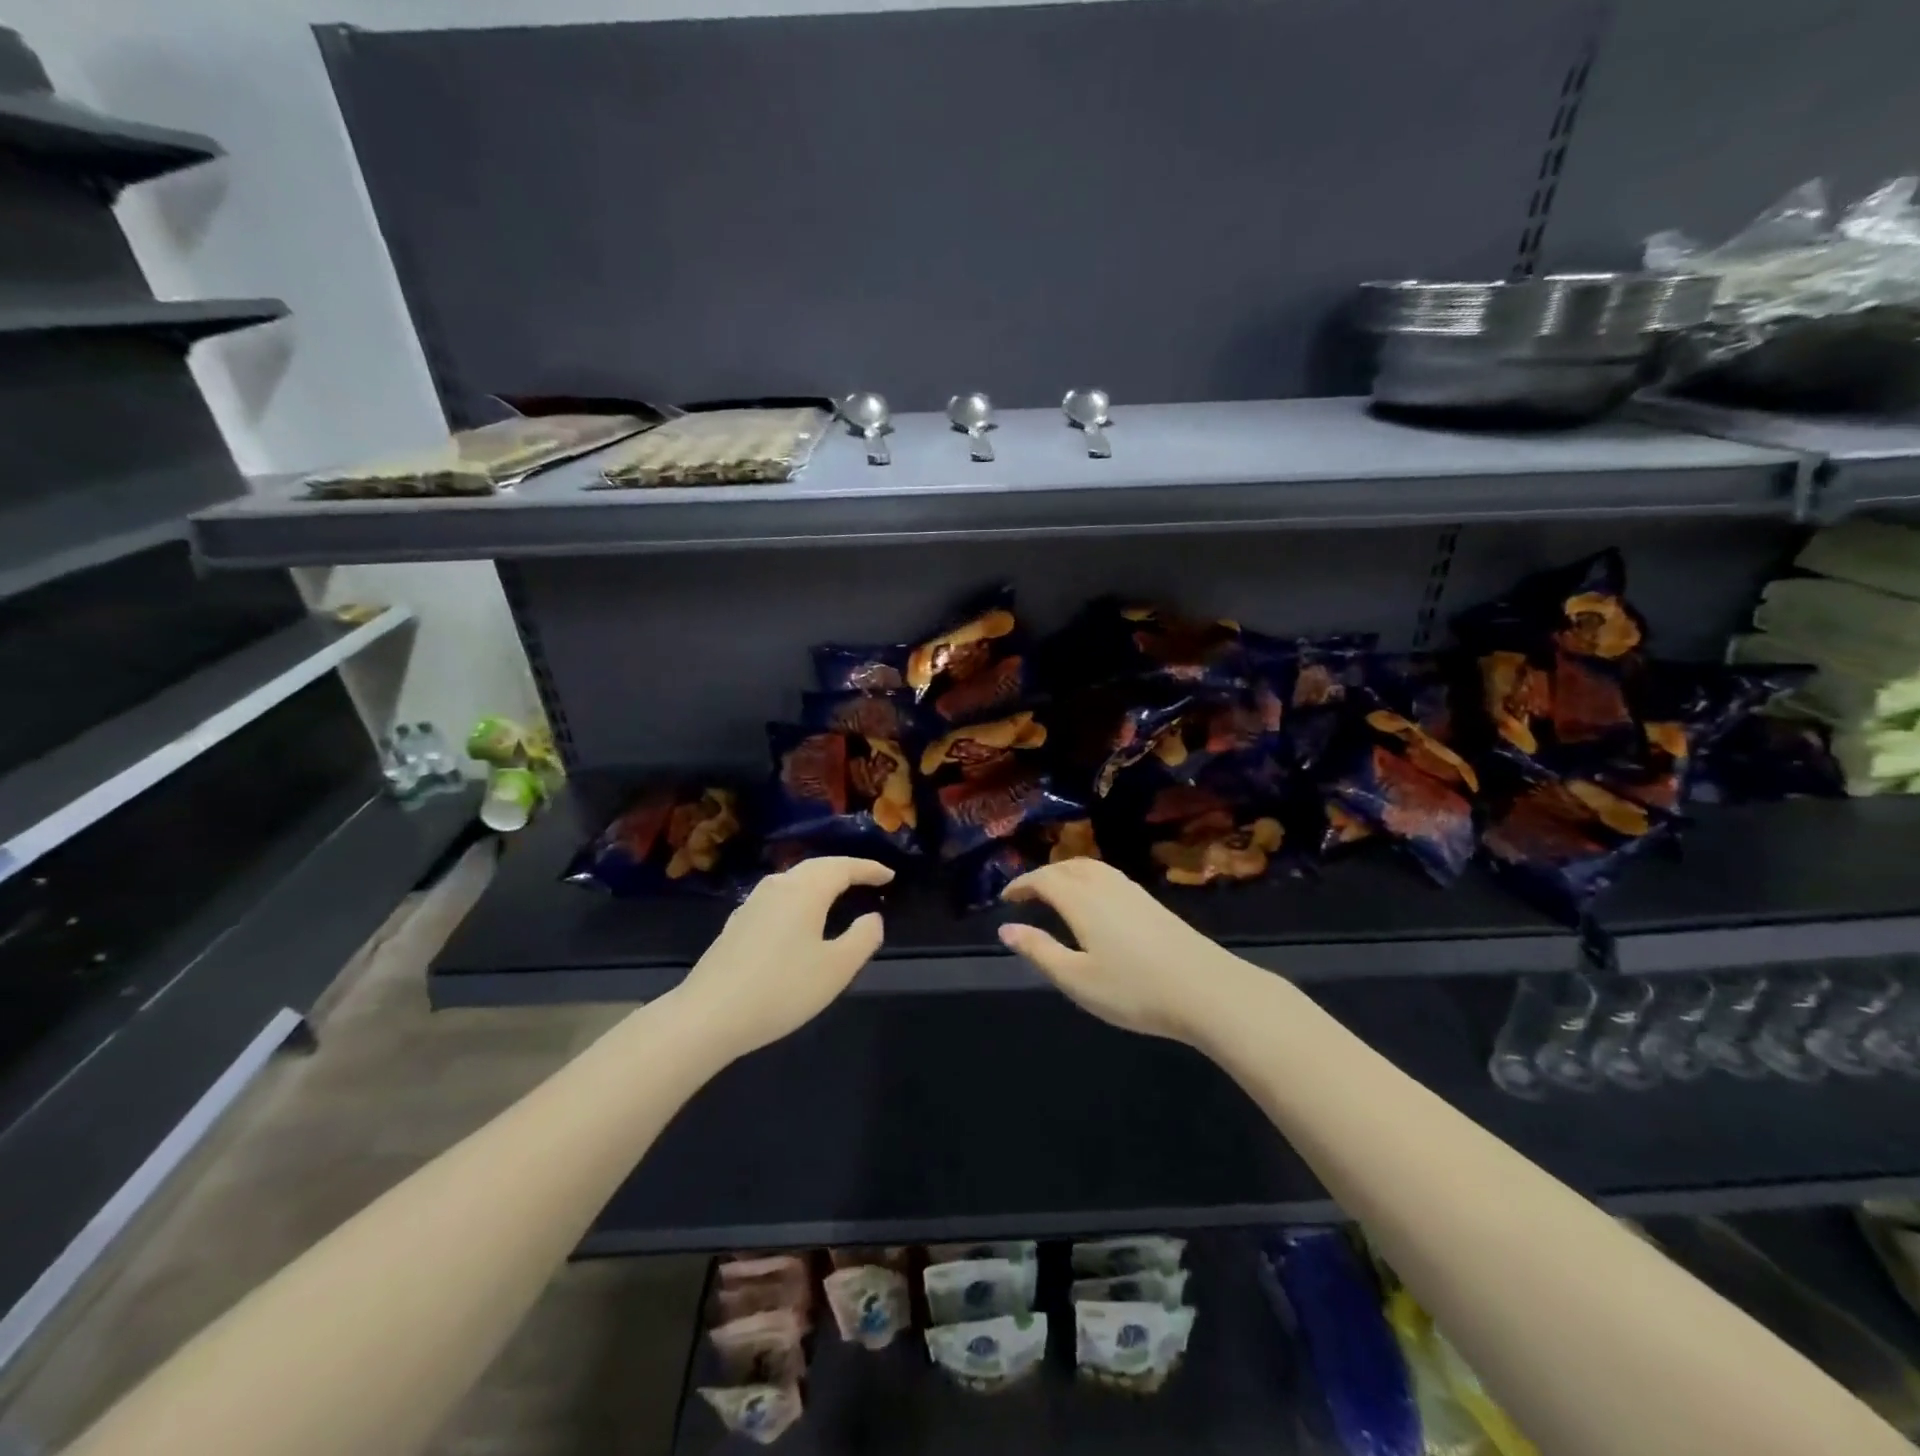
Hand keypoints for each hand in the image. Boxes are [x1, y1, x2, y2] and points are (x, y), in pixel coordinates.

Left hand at [675, 857, 892, 1057]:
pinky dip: (799, 896)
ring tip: (837, 893)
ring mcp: (752, 904)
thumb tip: (872, 917)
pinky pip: (778, 897)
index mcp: (805, 891)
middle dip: (844, 869)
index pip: (842, 867)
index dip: (868, 869)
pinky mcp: (737, 924)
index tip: (889, 875)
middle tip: (867, 878)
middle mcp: (778, 887)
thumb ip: (862, 938)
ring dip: (819, 881)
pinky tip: (798, 917)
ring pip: (794, 880)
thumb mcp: (836, 969)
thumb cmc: (781, 989)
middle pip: (816, 867)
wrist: (708, 1015)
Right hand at [998, 858, 1258, 1044]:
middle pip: (1067, 867)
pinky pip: (1109, 875)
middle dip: (1042, 875)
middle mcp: (1105, 886)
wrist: (1206, 989)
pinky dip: (1088, 878)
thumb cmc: (1134, 989)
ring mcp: (1132, 891)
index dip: (1021, 884)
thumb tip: (1006, 929)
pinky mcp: (1152, 902)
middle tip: (1026, 894)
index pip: (1044, 879)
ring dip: (1066, 872)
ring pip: (1091, 867)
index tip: (1006, 897)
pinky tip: (1094, 900)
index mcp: (1081, 900)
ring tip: (1055, 892)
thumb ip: (1039, 951)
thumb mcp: (1076, 978)